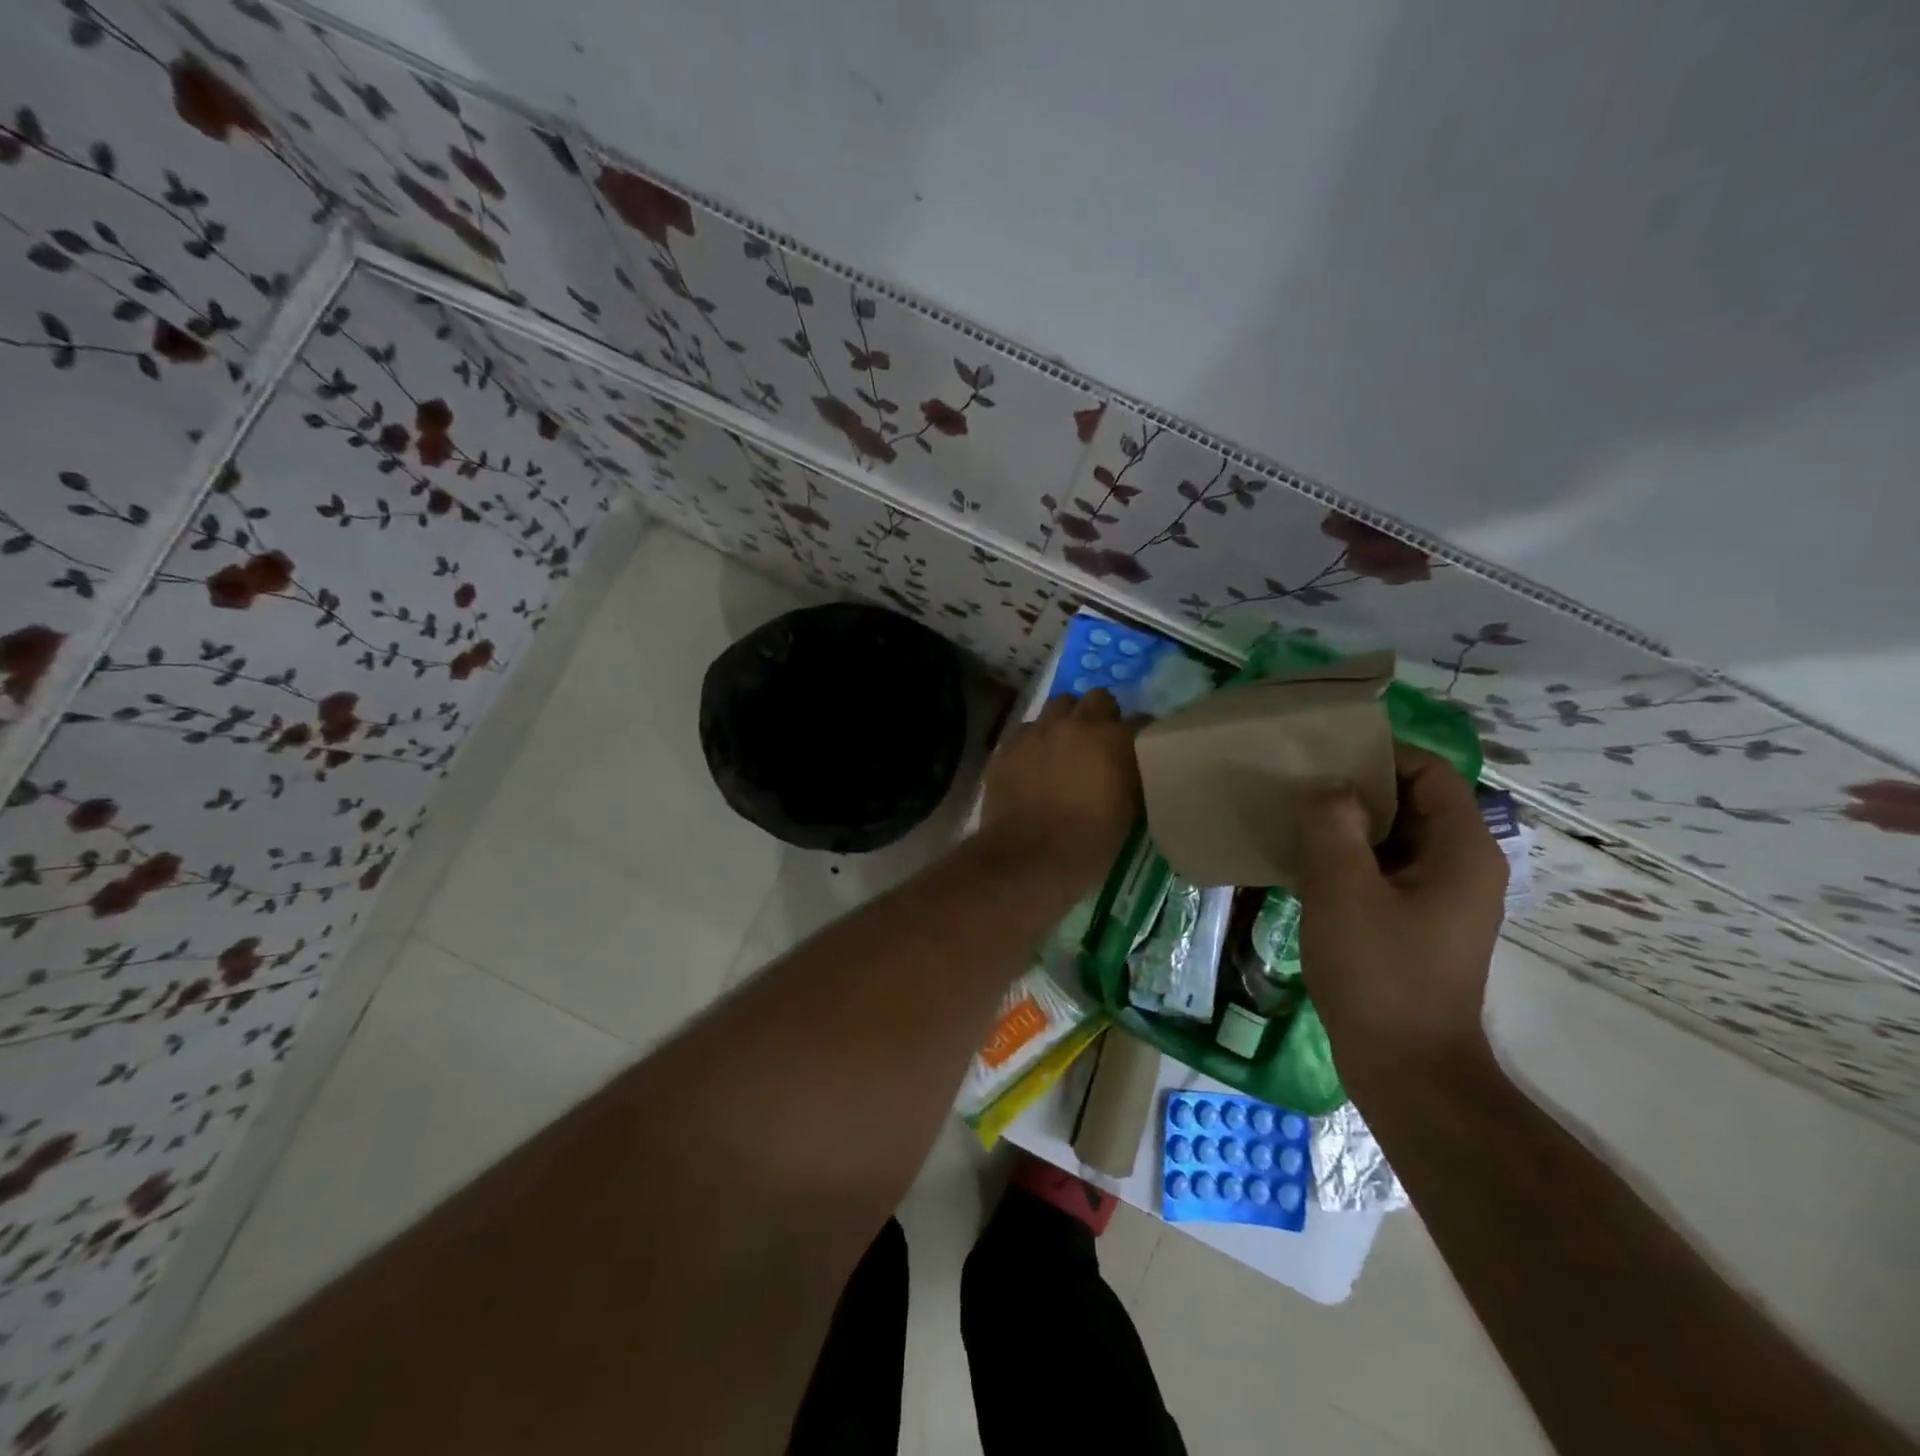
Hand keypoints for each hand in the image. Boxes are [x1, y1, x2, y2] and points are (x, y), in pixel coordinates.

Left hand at [980, 690, 1141, 891]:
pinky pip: (1027, 728)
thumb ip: (1130, 773)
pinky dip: (1036, 739)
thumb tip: (1129, 762)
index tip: (1139, 748)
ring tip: (1065, 746)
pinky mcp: (1008, 744)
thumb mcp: (1128, 810)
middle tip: (1100, 742)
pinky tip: (1035, 761)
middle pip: (1096, 699)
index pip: (1139, 720)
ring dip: (1067, 720)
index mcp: (1113, 738)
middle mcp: (1076, 723)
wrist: (1030, 858)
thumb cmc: (1089, 843)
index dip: (1140, 734)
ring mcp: (1037, 730)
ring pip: (1058, 706)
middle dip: (1101, 715)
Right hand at [1296, 744, 1508, 1096]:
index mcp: (1462, 849)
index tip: (1322, 754)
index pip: (1429, 772)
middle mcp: (1461, 866)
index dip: (1379, 754)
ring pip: (1393, 837)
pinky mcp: (1416, 923)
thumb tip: (1329, 788)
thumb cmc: (1378, 972)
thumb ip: (1333, 825)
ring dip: (1347, 825)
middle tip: (1298, 785)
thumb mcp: (1343, 889)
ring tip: (1293, 818)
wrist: (1406, 1067)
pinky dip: (1348, 858)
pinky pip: (1383, 870)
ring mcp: (1440, 898)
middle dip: (1356, 788)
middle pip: (1412, 801)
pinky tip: (1304, 864)